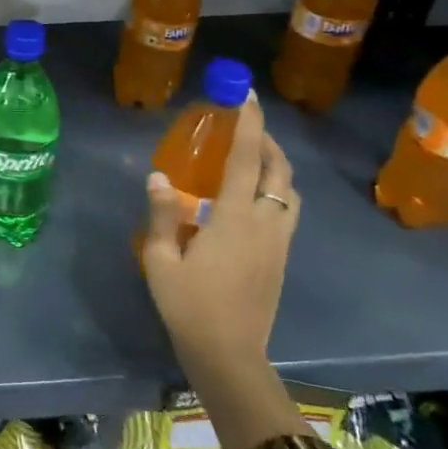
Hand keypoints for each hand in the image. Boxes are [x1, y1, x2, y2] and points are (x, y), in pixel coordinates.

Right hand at [142, 93, 299, 382]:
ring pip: (289, 191)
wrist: (229, 354)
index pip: (246, 159)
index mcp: (234, 219)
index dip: (249, 123)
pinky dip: (276, 190)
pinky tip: (252, 199)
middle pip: (278, 170)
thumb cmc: (189, 306)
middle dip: (267, 140)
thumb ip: (162, 215)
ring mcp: (279, 242)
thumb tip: (158, 176)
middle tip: (245, 126)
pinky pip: (287, 211)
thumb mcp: (160, 261)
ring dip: (276, 166)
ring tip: (251, 158)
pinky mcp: (282, 258)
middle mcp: (265, 223)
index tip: (246, 94)